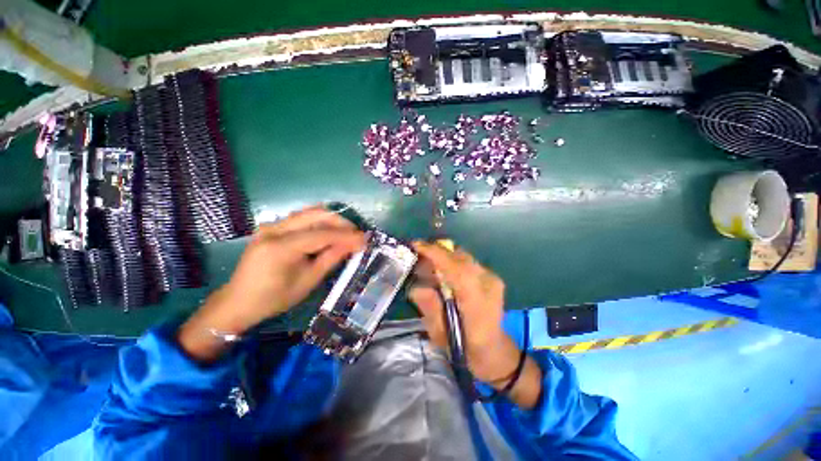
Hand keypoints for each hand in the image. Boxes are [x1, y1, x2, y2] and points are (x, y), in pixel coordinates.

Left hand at [178, 206, 365, 360]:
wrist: (238, 301)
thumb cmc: (274, 298)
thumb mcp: (308, 281)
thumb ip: (332, 258)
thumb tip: (354, 244)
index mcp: (281, 247)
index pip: (322, 234)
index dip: (346, 235)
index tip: (365, 239)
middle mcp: (274, 229)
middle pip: (316, 214)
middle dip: (341, 222)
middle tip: (356, 234)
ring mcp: (271, 225)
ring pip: (309, 212)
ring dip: (331, 220)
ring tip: (346, 233)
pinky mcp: (271, 226)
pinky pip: (301, 218)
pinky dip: (319, 222)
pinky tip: (328, 232)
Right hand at [408, 242, 512, 381]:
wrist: (495, 352)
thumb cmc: (466, 349)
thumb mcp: (441, 335)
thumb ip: (429, 308)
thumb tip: (416, 286)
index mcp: (477, 302)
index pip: (455, 268)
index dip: (435, 253)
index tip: (415, 245)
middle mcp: (488, 283)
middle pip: (459, 256)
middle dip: (436, 251)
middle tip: (417, 256)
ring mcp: (492, 278)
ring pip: (463, 255)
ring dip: (443, 256)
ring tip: (427, 263)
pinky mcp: (491, 276)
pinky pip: (467, 261)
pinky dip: (451, 261)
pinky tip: (442, 271)